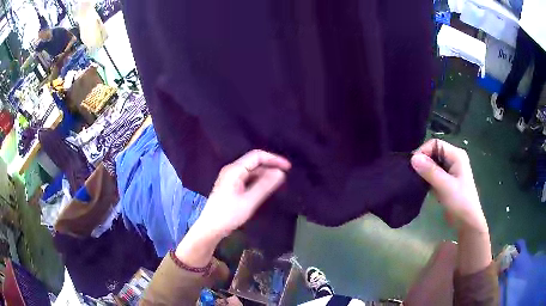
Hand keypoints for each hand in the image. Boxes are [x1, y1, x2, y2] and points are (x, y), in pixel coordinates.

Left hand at [197, 149, 290, 237]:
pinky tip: (266, 188)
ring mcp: (231, 178)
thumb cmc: (228, 215)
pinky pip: (248, 179)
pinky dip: (258, 181)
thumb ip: (265, 186)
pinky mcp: (231, 186)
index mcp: (234, 170)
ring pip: (251, 171)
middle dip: (270, 166)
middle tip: (285, 176)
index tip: (288, 167)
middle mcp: (232, 170)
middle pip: (254, 162)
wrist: (210, 228)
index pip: (257, 156)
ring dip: (265, 175)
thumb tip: (280, 173)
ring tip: (278, 183)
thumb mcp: (249, 201)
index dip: (273, 159)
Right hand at [411, 139, 486, 232]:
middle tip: (412, 174)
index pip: (435, 144)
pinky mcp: (446, 181)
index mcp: (456, 155)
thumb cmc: (460, 202)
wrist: (467, 222)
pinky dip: (427, 178)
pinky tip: (422, 186)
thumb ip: (430, 171)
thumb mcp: (445, 186)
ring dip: (424, 171)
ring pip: (433, 164)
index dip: (423, 151)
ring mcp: (450, 170)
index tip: (413, 165)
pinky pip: (434, 174)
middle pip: (434, 153)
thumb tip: (413, 158)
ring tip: (415, 180)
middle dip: (423, 161)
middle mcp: (453, 159)